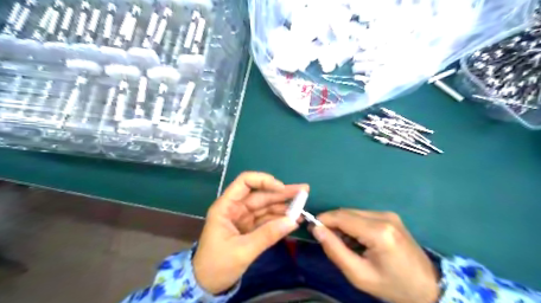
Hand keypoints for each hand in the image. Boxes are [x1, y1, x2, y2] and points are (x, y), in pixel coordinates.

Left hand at [193, 172, 305, 293]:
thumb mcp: (242, 251)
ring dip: (284, 206)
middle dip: (281, 193)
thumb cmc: (217, 265)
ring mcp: (243, 217)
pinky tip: (293, 219)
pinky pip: (267, 219)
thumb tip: (293, 221)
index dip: (264, 181)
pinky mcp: (250, 227)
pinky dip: (280, 219)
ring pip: (266, 206)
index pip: (245, 183)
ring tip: (303, 206)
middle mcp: (235, 208)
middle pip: (260, 194)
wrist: (207, 285)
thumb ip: (267, 235)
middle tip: (303, 190)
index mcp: (226, 206)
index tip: (282, 188)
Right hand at [313, 210, 438, 302]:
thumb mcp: (359, 275)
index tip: (312, 230)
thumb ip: (335, 250)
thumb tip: (316, 229)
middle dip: (332, 223)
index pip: (341, 217)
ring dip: (342, 224)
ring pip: (353, 212)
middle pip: (346, 212)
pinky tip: (356, 240)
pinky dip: (353, 224)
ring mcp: (388, 214)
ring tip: (343, 244)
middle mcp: (383, 216)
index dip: (323, 220)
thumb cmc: (392, 286)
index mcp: (378, 232)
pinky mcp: (390, 216)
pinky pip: (362, 215)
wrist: (428, 286)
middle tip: (327, 240)